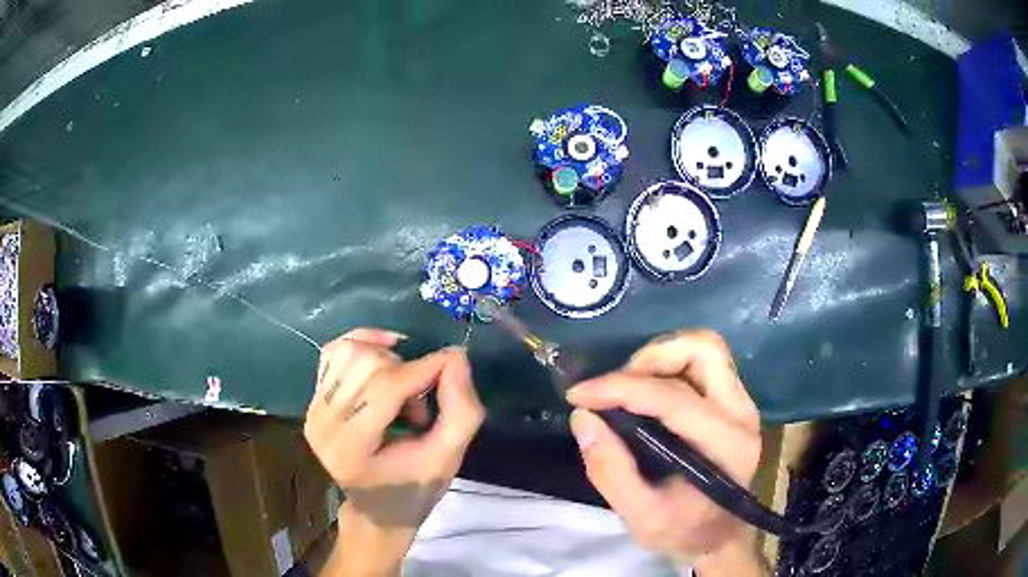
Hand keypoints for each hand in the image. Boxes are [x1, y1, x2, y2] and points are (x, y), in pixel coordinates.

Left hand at [304, 328, 484, 575]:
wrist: (377, 509)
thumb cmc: (414, 488)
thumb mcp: (448, 458)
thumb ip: (460, 411)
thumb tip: (455, 357)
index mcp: (352, 449)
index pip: (385, 389)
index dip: (423, 368)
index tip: (453, 361)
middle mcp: (323, 425)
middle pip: (366, 364)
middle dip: (406, 372)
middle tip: (421, 404)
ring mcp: (313, 410)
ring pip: (349, 351)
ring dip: (387, 361)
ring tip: (401, 392)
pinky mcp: (313, 400)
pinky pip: (335, 352)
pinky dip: (364, 345)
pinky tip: (385, 357)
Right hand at [566, 330, 763, 575]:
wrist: (719, 535)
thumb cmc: (683, 531)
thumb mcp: (640, 517)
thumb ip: (610, 470)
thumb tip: (583, 417)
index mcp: (725, 446)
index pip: (673, 399)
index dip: (620, 389)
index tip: (578, 395)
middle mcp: (741, 414)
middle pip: (703, 350)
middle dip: (650, 358)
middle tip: (614, 387)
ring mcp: (741, 403)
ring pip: (705, 349)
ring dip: (660, 357)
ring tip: (627, 386)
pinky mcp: (734, 400)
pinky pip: (702, 363)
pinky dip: (669, 365)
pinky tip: (646, 392)